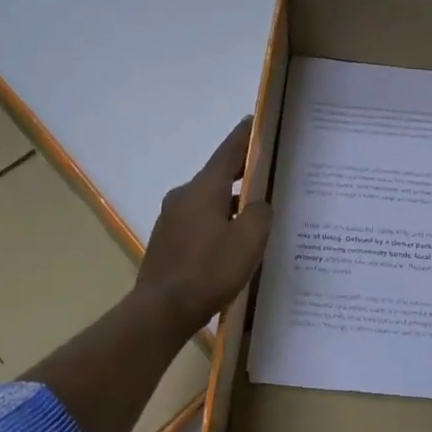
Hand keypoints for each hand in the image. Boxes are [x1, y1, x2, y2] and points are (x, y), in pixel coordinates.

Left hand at [135, 118, 271, 336]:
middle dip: (243, 173)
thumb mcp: (249, 240)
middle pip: (218, 176)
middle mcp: (183, 196)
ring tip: (257, 213)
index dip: (245, 135)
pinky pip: (200, 221)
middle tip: (270, 172)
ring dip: (231, 203)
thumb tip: (258, 205)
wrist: (161, 311)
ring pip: (209, 201)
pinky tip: (233, 241)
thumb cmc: (209, 271)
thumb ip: (260, 213)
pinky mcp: (168, 241)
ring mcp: (171, 219)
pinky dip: (218, 222)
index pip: (229, 151)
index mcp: (203, 188)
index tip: (257, 120)